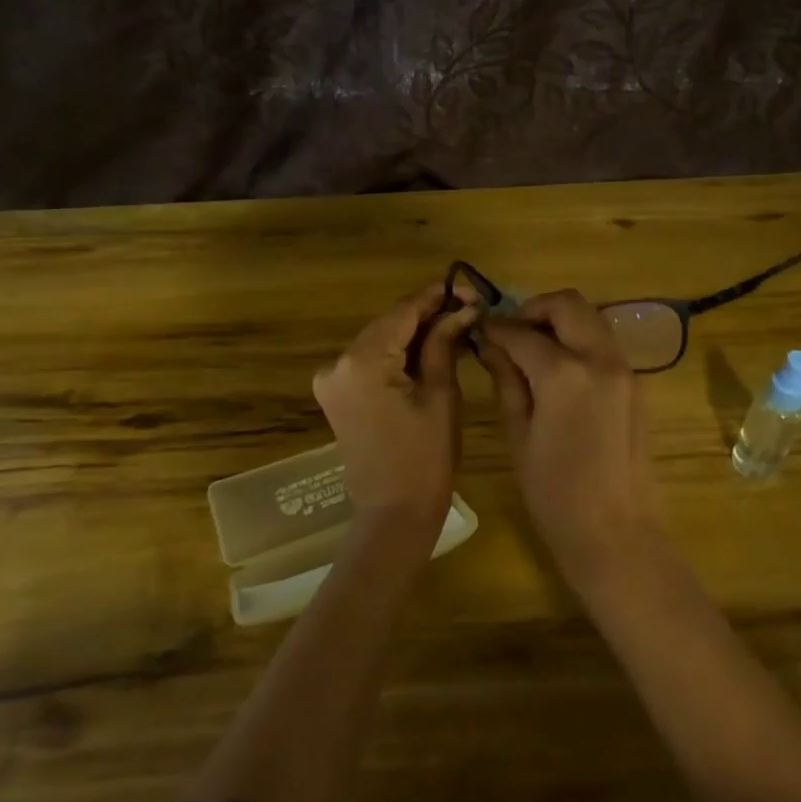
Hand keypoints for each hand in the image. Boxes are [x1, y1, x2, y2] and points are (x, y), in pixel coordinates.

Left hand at [313, 282, 476, 539]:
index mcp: (363, 360)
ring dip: (413, 332)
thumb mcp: (441, 394)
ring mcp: (331, 378)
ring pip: (380, 339)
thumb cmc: (426, 457)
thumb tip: (462, 308)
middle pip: (389, 322)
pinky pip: (370, 359)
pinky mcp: (336, 393)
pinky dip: (397, 352)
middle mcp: (337, 362)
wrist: (393, 513)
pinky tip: (428, 350)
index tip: (468, 288)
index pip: (403, 311)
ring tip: (454, 326)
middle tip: (467, 307)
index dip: (437, 296)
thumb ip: (444, 343)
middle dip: (427, 313)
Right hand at [478, 290, 666, 597]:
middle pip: (568, 305)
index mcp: (564, 374)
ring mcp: (625, 369)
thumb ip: (507, 381)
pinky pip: (605, 343)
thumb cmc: (555, 494)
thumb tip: (492, 346)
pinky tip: (560, 369)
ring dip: (561, 321)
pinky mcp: (637, 384)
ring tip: (534, 348)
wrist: (617, 533)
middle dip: (535, 308)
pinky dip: (581, 340)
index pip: (522, 333)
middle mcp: (600, 359)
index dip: (497, 328)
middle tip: (512, 331)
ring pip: (592, 318)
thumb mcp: (519, 436)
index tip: (480, 330)